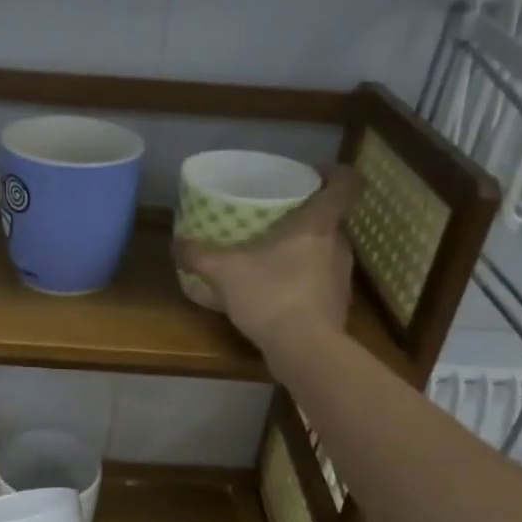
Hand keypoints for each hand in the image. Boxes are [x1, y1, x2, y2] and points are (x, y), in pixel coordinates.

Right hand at [174, 166, 354, 353]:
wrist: (305, 349)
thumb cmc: (271, 295)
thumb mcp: (224, 272)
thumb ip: (198, 255)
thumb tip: (176, 245)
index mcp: (319, 224)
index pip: (345, 183)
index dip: (333, 172)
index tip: (312, 173)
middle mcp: (338, 245)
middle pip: (330, 218)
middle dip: (306, 215)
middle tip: (277, 218)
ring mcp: (342, 277)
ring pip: (325, 250)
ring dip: (304, 249)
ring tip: (273, 255)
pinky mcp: (337, 304)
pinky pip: (320, 280)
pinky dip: (303, 279)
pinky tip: (277, 291)